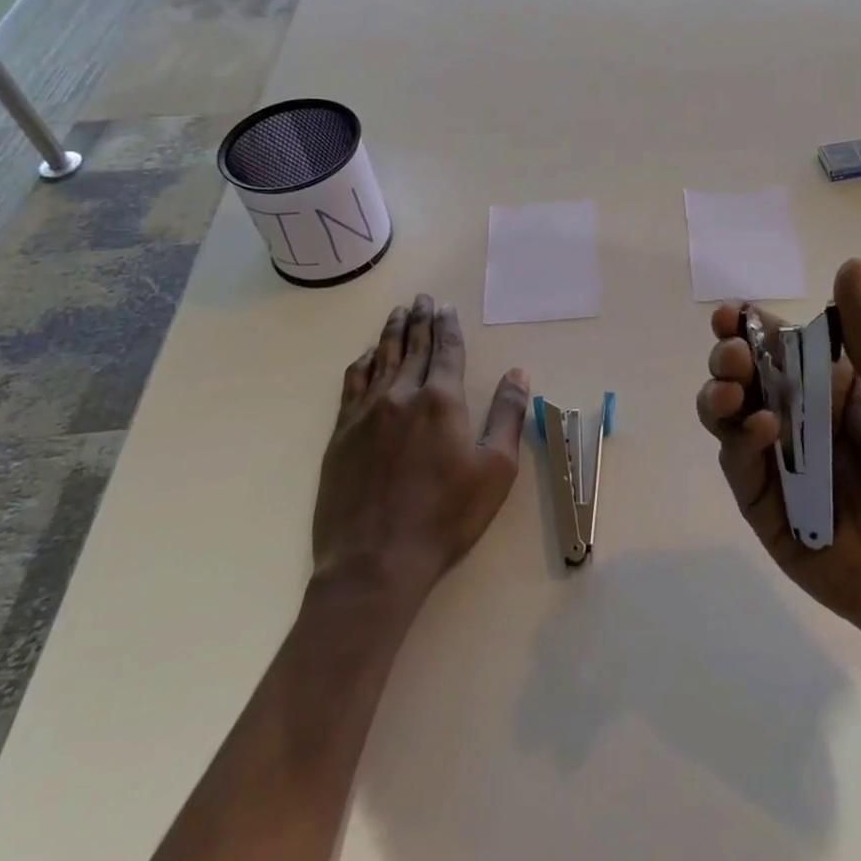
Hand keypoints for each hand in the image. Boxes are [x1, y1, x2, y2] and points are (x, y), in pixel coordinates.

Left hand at [313, 294, 530, 602]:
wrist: (375, 561)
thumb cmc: (446, 517)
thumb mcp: (495, 469)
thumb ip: (508, 416)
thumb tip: (519, 373)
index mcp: (442, 400)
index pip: (446, 350)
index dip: (447, 326)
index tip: (445, 306)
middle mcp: (402, 395)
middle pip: (413, 347)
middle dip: (419, 319)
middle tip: (421, 298)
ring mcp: (366, 413)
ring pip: (381, 359)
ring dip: (391, 333)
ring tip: (397, 313)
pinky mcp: (341, 434)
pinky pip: (352, 385)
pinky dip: (361, 364)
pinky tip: (365, 356)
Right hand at [696, 259, 860, 654]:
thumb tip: (851, 265)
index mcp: (828, 385)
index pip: (778, 342)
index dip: (749, 323)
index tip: (733, 313)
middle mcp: (794, 416)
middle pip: (742, 373)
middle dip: (728, 356)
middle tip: (734, 355)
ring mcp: (774, 460)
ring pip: (725, 413)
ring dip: (720, 393)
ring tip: (735, 389)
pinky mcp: (761, 503)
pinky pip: (737, 463)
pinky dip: (740, 441)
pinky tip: (764, 431)